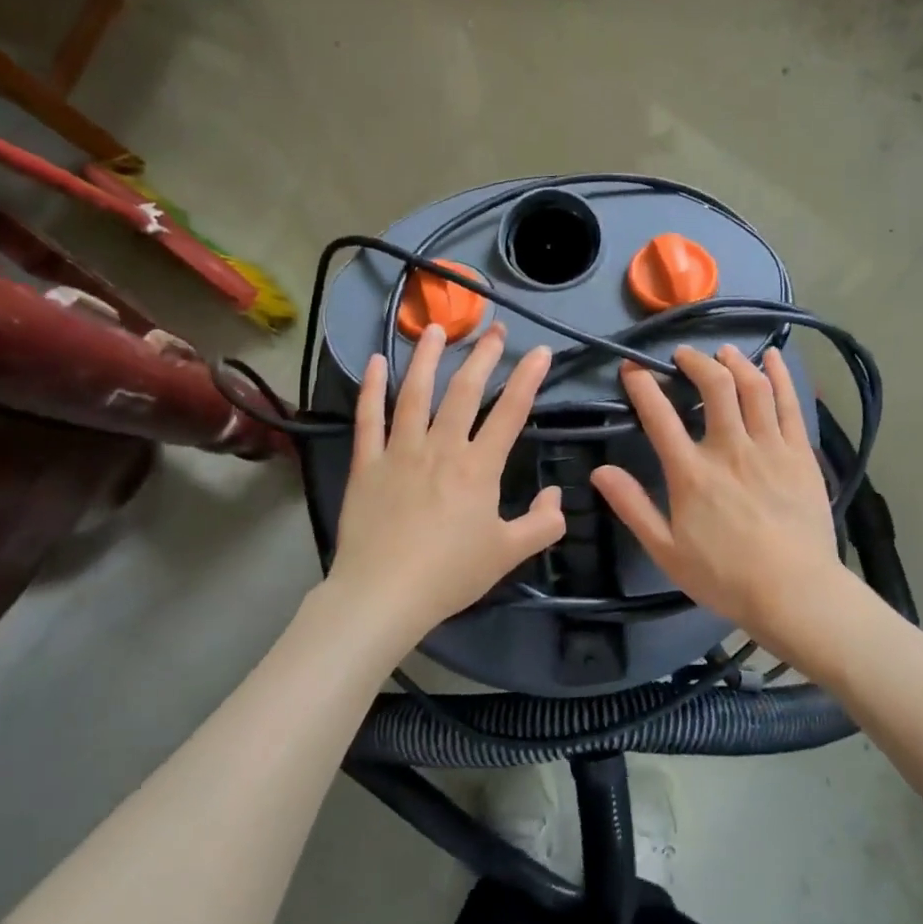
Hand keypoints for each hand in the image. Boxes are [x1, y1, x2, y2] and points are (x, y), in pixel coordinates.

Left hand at [326, 321, 564, 642]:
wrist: (384, 595)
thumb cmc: (451, 574)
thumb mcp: (509, 554)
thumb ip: (543, 524)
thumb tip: (556, 496)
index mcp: (478, 467)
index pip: (510, 413)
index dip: (528, 379)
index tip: (541, 351)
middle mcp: (441, 448)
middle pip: (464, 392)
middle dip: (483, 356)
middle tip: (494, 329)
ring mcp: (399, 451)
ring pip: (415, 393)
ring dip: (427, 357)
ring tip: (436, 328)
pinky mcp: (366, 464)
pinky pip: (368, 419)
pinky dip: (372, 388)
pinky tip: (377, 361)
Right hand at [591, 345, 844, 647]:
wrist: (795, 593)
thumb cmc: (725, 577)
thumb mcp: (666, 550)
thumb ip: (632, 507)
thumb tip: (599, 471)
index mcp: (691, 472)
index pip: (659, 415)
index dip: (642, 384)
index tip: (631, 368)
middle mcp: (729, 448)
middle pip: (713, 386)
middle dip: (695, 361)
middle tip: (683, 356)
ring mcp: (769, 447)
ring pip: (752, 386)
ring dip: (735, 362)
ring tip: (723, 353)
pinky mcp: (800, 453)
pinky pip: (789, 403)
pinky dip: (779, 375)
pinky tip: (773, 357)